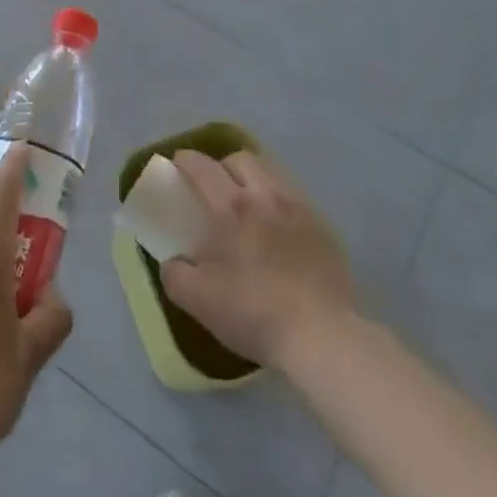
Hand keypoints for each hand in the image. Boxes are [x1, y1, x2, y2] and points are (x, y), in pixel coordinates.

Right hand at [159, 150, 354, 369]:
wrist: (321, 337)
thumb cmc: (253, 312)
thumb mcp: (197, 299)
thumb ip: (175, 273)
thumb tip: (173, 261)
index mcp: (231, 206)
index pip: (203, 166)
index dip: (186, 160)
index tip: (177, 165)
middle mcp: (266, 195)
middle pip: (241, 159)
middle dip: (222, 165)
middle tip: (214, 188)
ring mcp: (299, 208)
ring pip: (271, 173)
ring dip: (253, 179)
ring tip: (247, 204)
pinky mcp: (323, 227)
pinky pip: (294, 198)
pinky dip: (278, 202)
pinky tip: (277, 229)